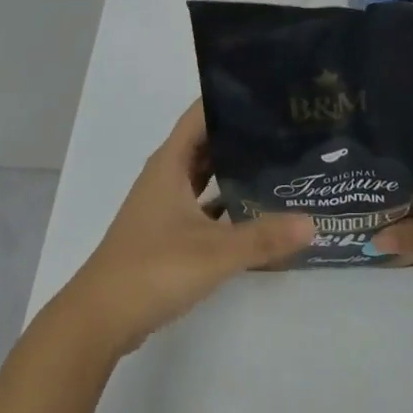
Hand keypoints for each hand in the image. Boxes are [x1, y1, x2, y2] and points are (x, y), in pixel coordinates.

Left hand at [59, 101, 315, 355]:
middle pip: (207, 142)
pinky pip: (203, 204)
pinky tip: (256, 211)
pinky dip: (226, 203)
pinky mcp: (167, 232)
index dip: (231, 99)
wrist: (100, 319)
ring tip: (279, 163)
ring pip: (205, 175)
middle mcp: (166, 176)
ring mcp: (164, 205)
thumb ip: (263, 238)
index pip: (201, 113)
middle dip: (242, 134)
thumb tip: (312, 222)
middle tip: (287, 129)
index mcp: (170, 163)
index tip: (270, 93)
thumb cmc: (152, 269)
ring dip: (234, 169)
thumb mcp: (214, 253)